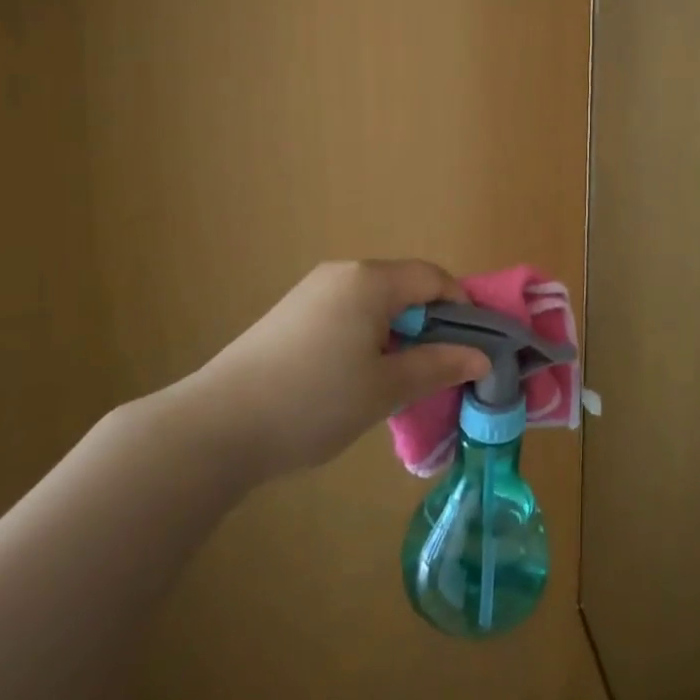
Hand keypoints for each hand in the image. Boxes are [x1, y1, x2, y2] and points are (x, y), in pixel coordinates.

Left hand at [194, 260, 488, 482]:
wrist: (217, 426)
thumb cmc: (314, 401)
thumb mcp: (386, 388)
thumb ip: (439, 366)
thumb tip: (483, 358)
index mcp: (370, 280)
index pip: (433, 279)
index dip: (462, 309)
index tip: (475, 349)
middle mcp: (342, 273)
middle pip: (405, 287)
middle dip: (430, 325)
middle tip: (440, 371)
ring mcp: (312, 291)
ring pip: (376, 303)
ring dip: (399, 334)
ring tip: (400, 380)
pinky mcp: (291, 314)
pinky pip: (348, 313)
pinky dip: (368, 337)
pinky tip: (358, 378)